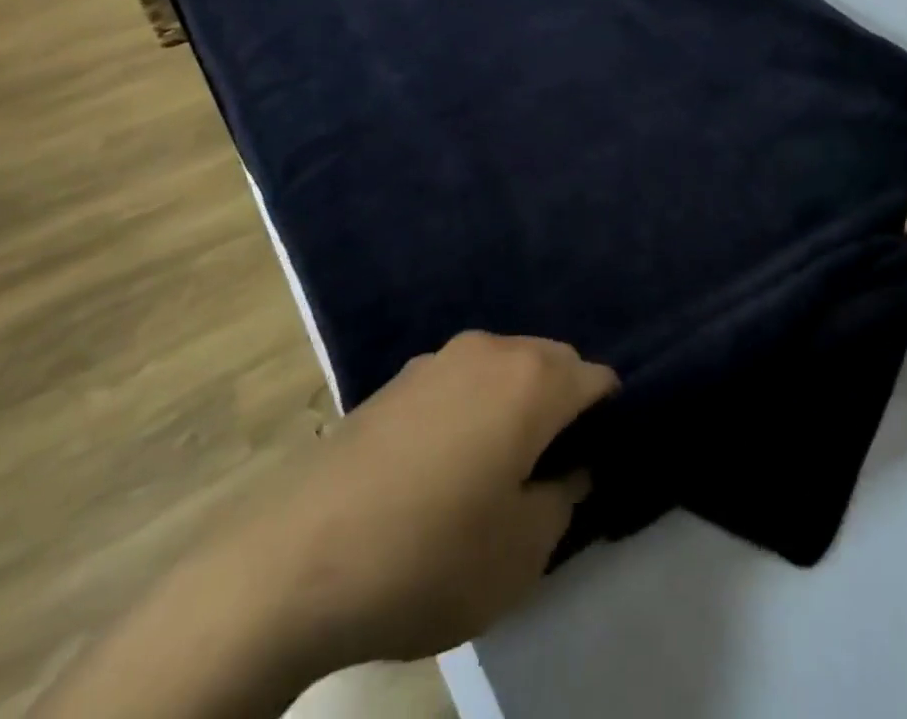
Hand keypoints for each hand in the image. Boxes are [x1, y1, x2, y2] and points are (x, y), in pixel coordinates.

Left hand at [269, 332, 617, 670]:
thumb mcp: (521, 552)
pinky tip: (444, 464)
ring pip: (504, 368)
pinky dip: (473, 407)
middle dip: (563, 407)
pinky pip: (461, 381)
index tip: (596, 466)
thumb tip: (571, 469)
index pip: (598, 379)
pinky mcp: (398, 378)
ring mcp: (438, 358)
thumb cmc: (431, 555)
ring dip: (516, 404)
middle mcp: (491, 349)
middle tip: (550, 472)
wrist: (298, 557)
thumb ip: (564, 499)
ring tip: (496, 469)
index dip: (608, 421)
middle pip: (551, 363)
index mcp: (532, 379)